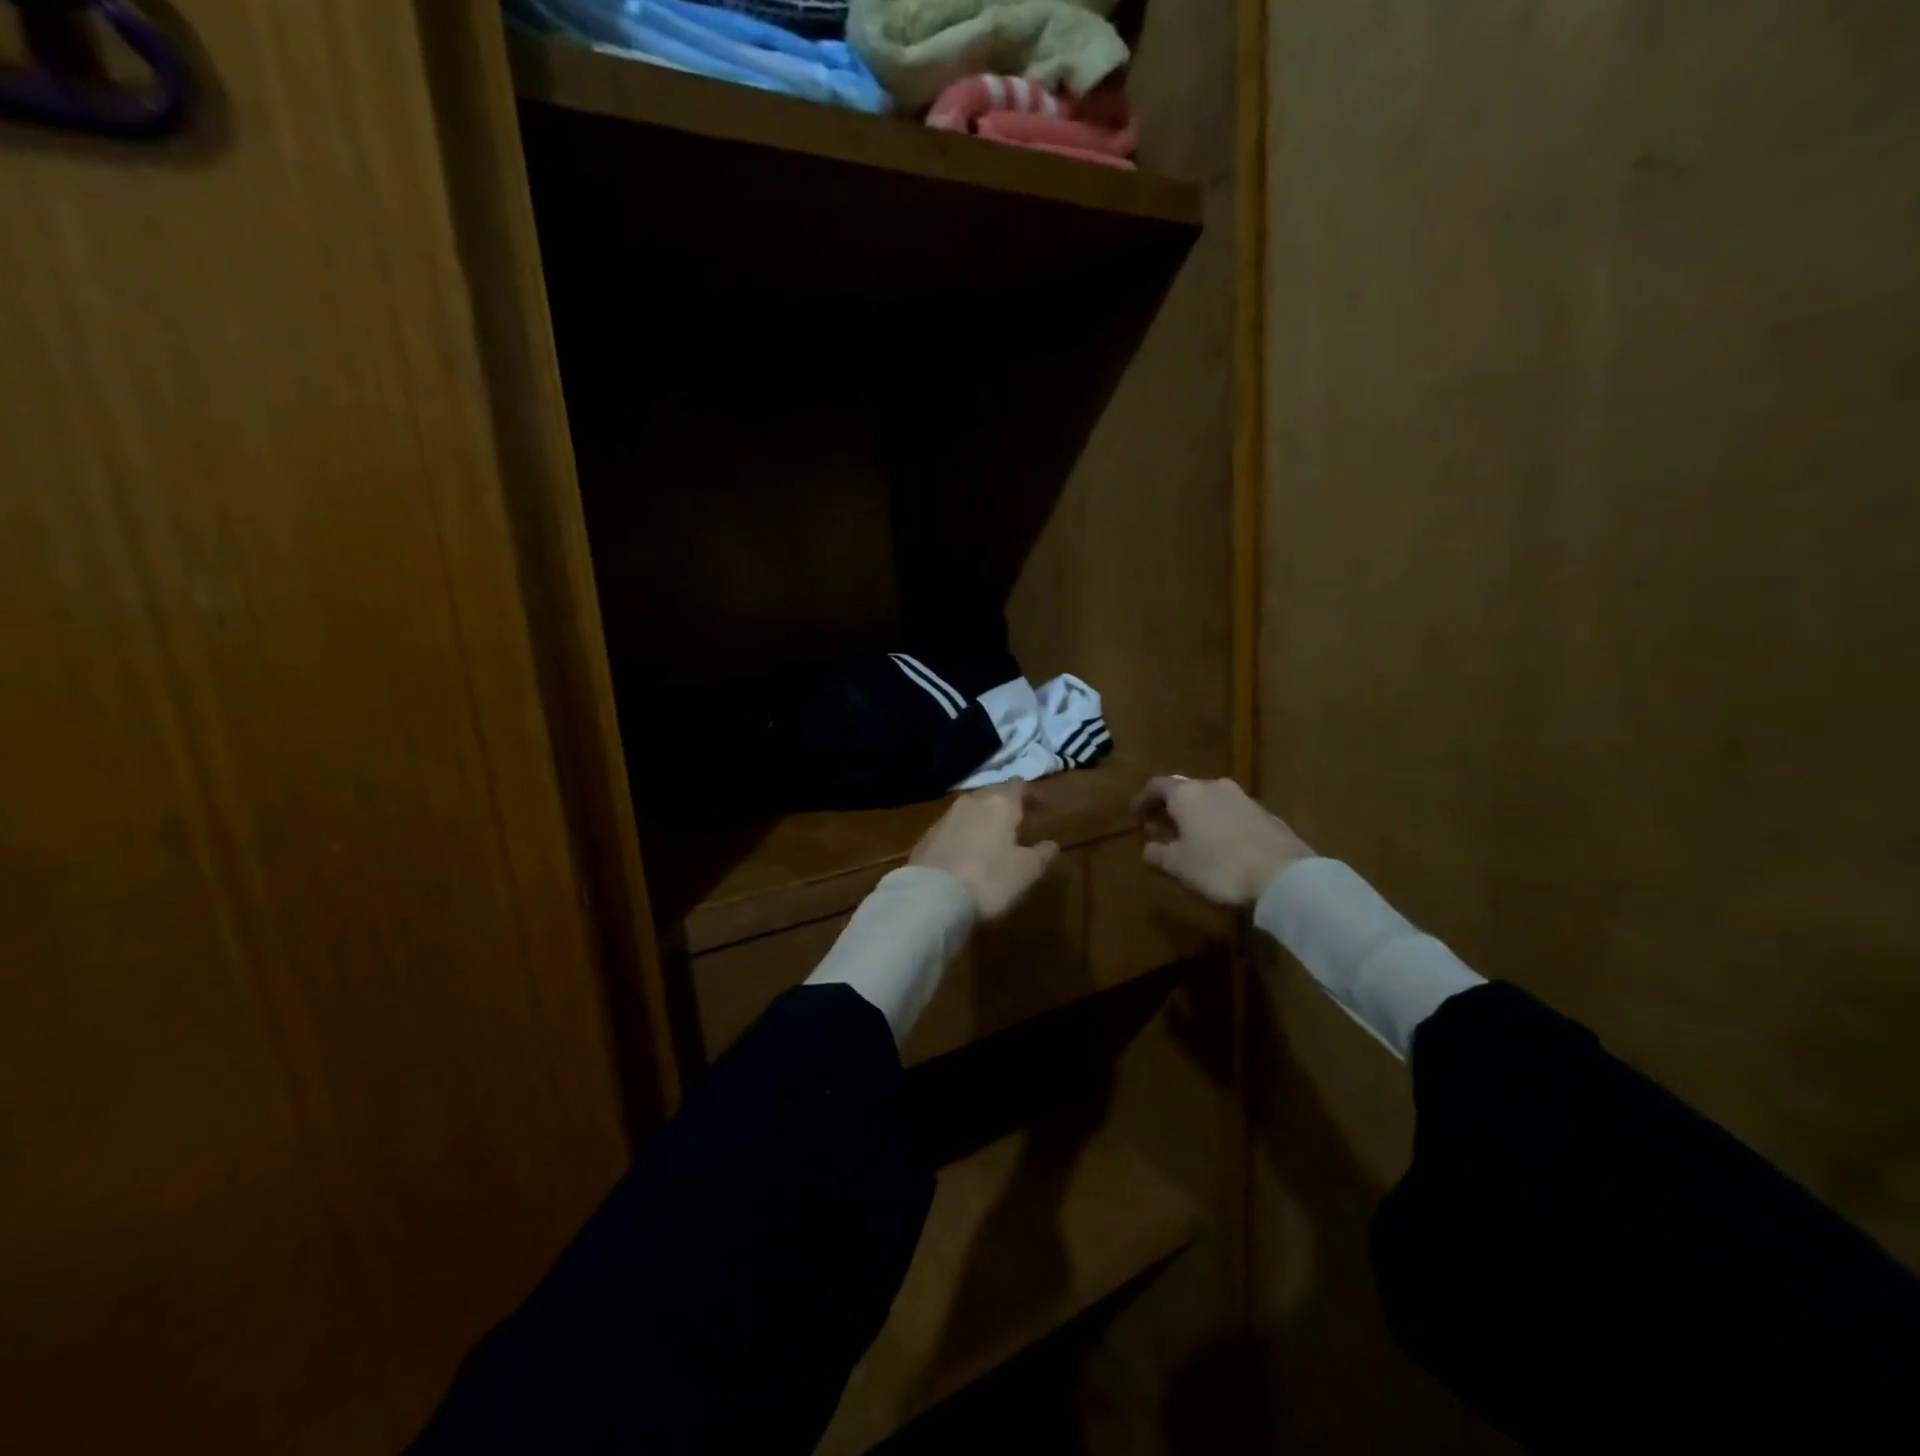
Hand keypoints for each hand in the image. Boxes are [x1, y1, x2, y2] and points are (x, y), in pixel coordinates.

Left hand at [910, 786, 1059, 920]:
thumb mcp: (1026, 872)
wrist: (931, 896)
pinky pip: (953, 827)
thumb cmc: (988, 880)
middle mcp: (972, 802)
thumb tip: (1052, 844)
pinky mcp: (927, 836)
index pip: (1019, 786)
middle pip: (993, 794)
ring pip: (971, 809)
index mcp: (1000, 804)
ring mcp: (945, 817)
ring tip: (993, 836)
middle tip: (1018, 819)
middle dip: (1006, 804)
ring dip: (984, 818)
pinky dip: (964, 833)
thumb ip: (1042, 855)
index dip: (1031, 793)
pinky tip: (967, 851)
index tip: (1042, 806)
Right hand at [1131, 776, 1312, 906]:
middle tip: (1160, 827)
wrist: (1283, 875)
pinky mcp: (1265, 814)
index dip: (1143, 800)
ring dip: (1195, 815)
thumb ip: (1157, 853)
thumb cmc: (1219, 866)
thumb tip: (1149, 848)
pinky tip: (1220, 844)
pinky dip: (1218, 823)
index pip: (1157, 786)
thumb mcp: (1178, 866)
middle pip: (1184, 790)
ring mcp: (1243, 798)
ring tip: (1190, 837)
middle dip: (1169, 807)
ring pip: (1210, 800)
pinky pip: (1231, 812)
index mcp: (1187, 794)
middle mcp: (1214, 787)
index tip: (1136, 816)